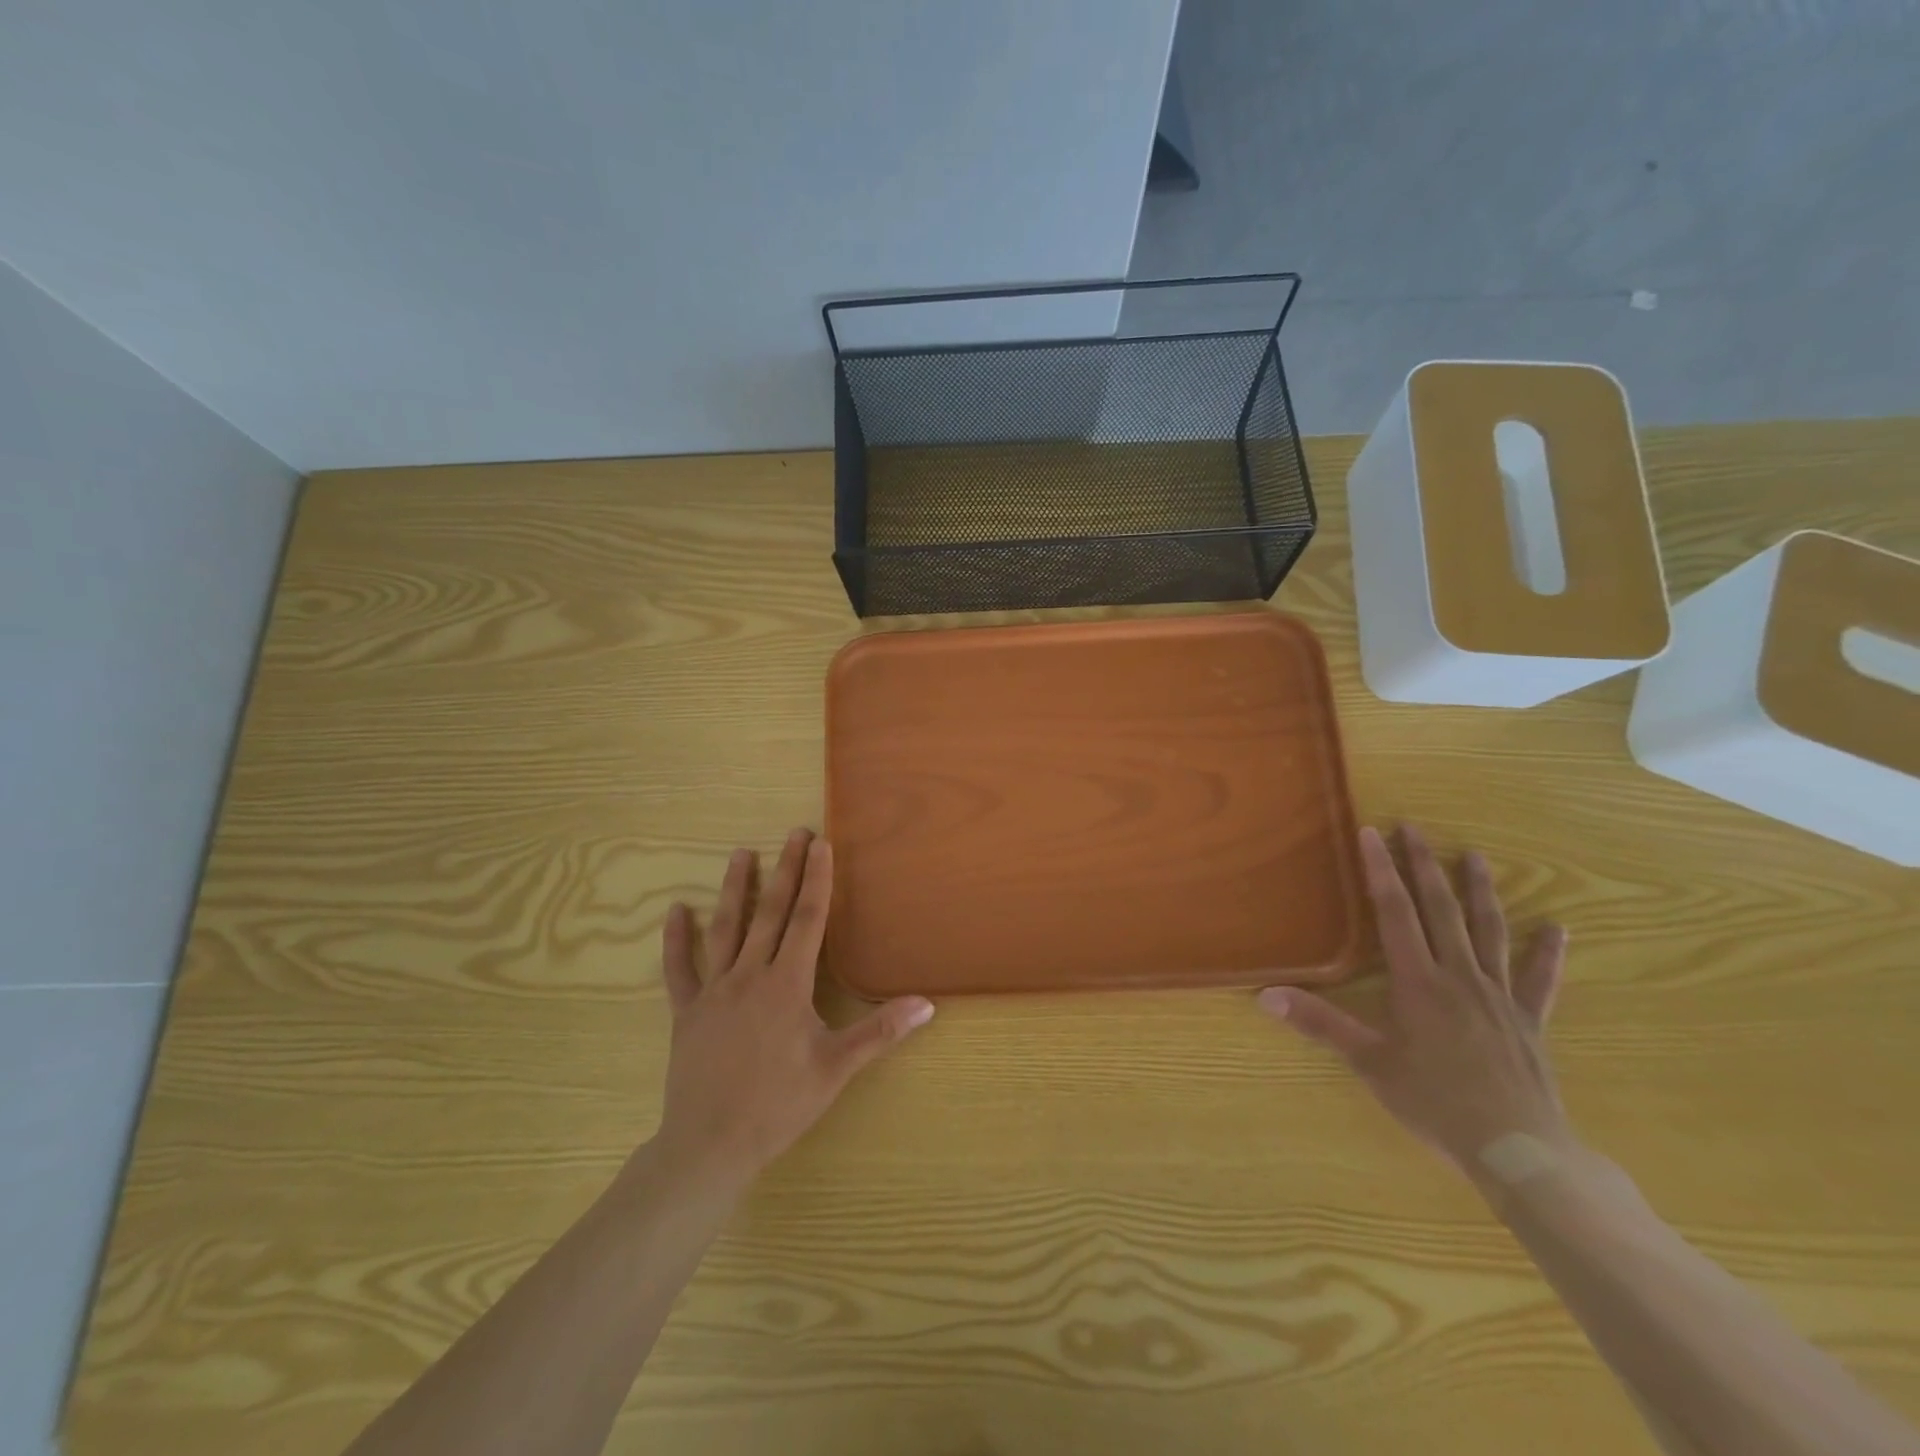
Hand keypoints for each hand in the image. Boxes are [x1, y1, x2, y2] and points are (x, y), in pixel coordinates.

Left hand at [650, 829, 934, 1201]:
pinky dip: (677, 939)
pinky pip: (679, 969)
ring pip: (726, 929)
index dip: (817, 880)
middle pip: (771, 913)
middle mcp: (750, 976)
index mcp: (787, 985)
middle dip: (786, 870)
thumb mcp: (836, 1069)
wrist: (710, 1145)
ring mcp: (714, 991)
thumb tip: (927, 1004)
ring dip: (735, 890)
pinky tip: (676, 911)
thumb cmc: (779, 1105)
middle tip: (794, 833)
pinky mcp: (686, 1011)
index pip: (808, 920)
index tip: (821, 844)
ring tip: (741, 854)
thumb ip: (880, 1032)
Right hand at [1259, 824, 1572, 1183]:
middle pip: (1441, 909)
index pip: (1394, 912)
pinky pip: (1539, 979)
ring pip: (1488, 931)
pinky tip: (1557, 928)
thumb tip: (1265, 995)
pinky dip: (1547, 952)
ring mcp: (1498, 995)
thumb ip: (1319, 1023)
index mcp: (1418, 981)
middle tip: (1415, 829)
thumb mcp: (1368, 1062)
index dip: (1381, 870)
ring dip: (1479, 891)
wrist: (1517, 1148)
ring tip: (1475, 856)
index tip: (1373, 833)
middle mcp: (1458, 975)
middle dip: (1424, 866)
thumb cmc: (1434, 1101)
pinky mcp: (1528, 1020)